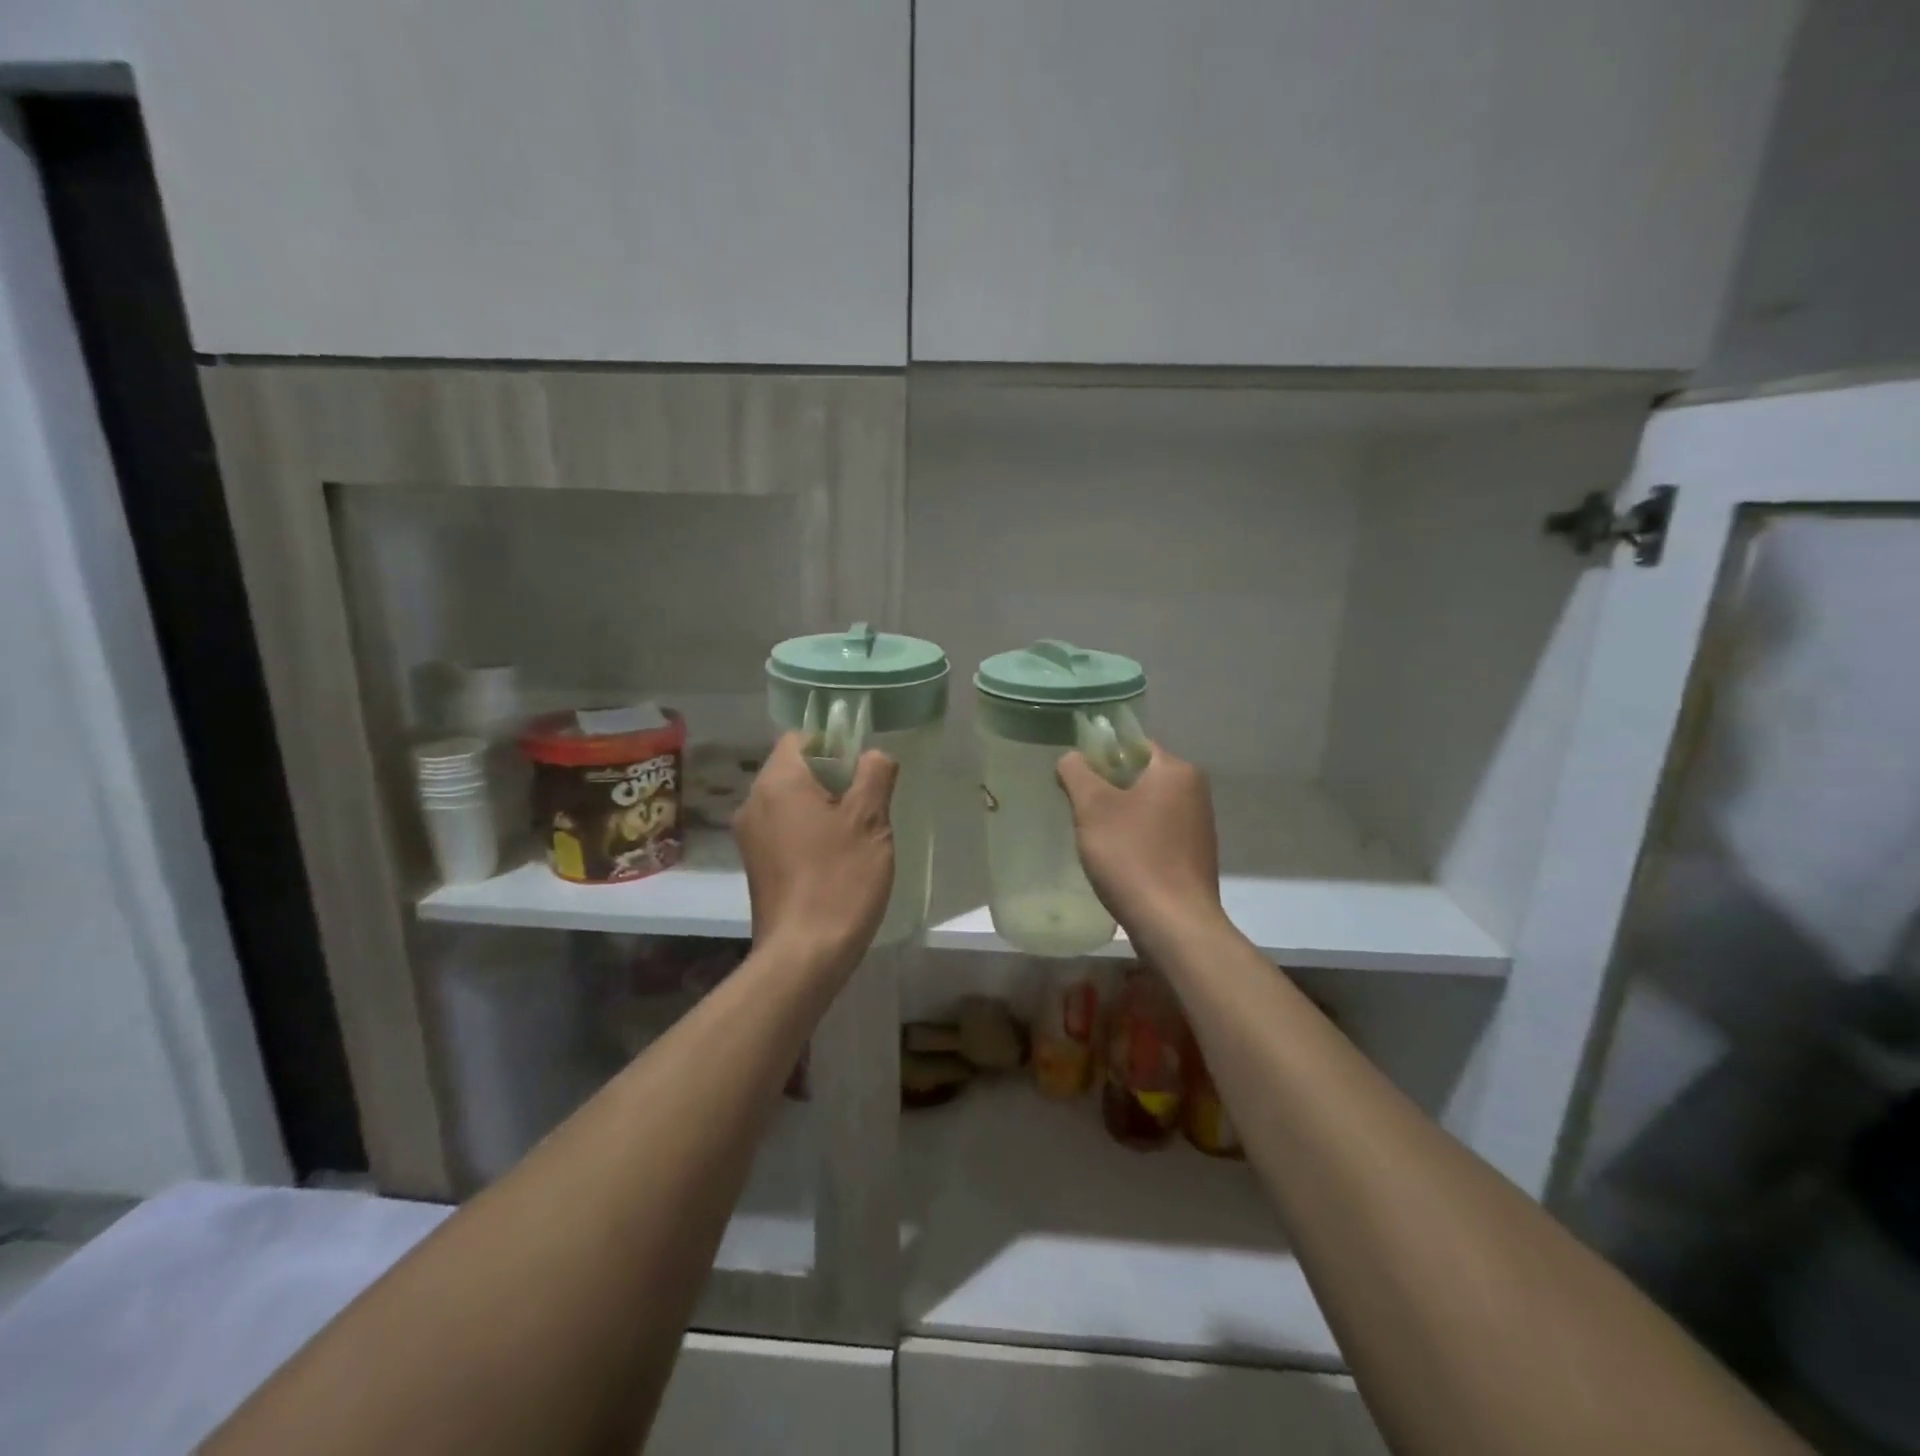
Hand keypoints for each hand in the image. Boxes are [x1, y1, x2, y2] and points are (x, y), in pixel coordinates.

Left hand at [735, 733, 897, 971]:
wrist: (803, 955)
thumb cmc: (840, 879)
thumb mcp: (870, 821)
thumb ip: (874, 775)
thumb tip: (873, 755)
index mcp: (778, 782)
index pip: (801, 738)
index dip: (835, 744)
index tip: (863, 771)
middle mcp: (754, 802)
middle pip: (794, 769)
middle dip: (832, 778)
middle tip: (868, 804)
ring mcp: (750, 837)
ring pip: (790, 802)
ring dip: (822, 808)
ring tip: (856, 835)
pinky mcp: (755, 865)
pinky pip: (783, 830)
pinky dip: (808, 833)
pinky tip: (835, 860)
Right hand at [1057, 743, 1222, 937]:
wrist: (1174, 925)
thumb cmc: (1132, 857)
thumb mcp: (1093, 807)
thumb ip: (1077, 772)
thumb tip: (1071, 758)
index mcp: (1176, 771)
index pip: (1133, 745)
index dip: (1100, 756)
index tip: (1075, 779)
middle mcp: (1195, 791)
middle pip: (1140, 776)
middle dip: (1107, 790)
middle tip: (1079, 810)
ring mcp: (1198, 826)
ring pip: (1147, 807)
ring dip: (1120, 817)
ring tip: (1095, 840)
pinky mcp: (1195, 856)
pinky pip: (1157, 834)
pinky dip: (1136, 840)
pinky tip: (1118, 861)